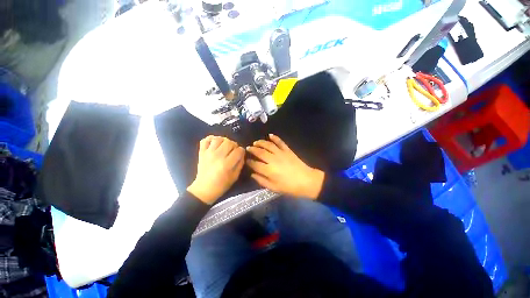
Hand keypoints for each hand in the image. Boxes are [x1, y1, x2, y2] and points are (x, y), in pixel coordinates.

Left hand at [187, 136, 244, 204]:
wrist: (204, 189)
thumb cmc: (221, 185)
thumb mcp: (235, 176)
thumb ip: (240, 163)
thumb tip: (242, 153)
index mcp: (227, 164)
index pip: (238, 150)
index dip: (242, 151)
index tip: (241, 153)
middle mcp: (217, 156)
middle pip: (229, 142)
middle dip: (234, 145)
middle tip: (233, 150)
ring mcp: (208, 153)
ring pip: (219, 139)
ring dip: (224, 141)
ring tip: (225, 146)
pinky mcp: (201, 152)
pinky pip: (205, 140)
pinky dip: (211, 138)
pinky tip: (215, 143)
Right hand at [246, 134, 324, 199]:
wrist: (306, 181)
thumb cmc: (290, 187)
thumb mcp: (274, 188)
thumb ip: (262, 181)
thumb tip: (252, 174)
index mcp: (269, 170)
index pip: (255, 164)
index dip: (249, 162)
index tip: (246, 160)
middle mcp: (273, 160)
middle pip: (260, 152)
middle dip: (252, 149)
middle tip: (248, 148)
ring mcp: (281, 153)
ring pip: (268, 145)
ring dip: (261, 142)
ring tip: (255, 142)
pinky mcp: (288, 150)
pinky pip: (280, 142)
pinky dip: (275, 137)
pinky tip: (270, 135)